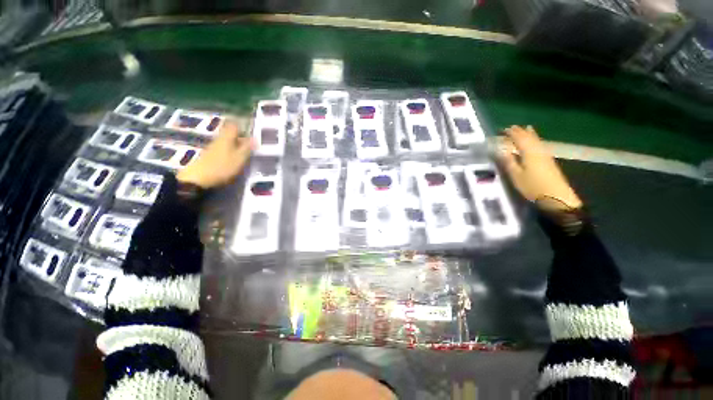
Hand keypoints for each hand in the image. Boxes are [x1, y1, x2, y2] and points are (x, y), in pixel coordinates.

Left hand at [177, 120, 253, 188]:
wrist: (199, 178)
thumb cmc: (223, 166)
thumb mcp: (240, 158)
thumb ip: (247, 147)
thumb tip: (255, 138)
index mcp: (227, 137)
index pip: (235, 125)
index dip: (243, 127)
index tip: (251, 133)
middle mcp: (220, 139)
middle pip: (231, 133)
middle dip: (241, 137)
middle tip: (251, 145)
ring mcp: (214, 146)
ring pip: (228, 141)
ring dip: (236, 145)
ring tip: (245, 154)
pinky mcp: (211, 155)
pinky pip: (224, 149)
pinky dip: (231, 152)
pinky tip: (235, 160)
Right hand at [497, 125, 581, 210]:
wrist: (557, 197)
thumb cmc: (533, 187)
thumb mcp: (516, 175)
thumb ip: (508, 161)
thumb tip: (500, 150)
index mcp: (529, 152)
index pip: (519, 138)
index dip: (511, 133)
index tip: (503, 129)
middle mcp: (538, 150)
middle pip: (529, 137)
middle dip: (520, 131)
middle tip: (511, 127)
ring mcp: (545, 155)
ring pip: (536, 140)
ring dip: (529, 134)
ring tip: (525, 128)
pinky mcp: (548, 161)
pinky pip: (540, 145)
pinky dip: (535, 140)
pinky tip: (535, 142)